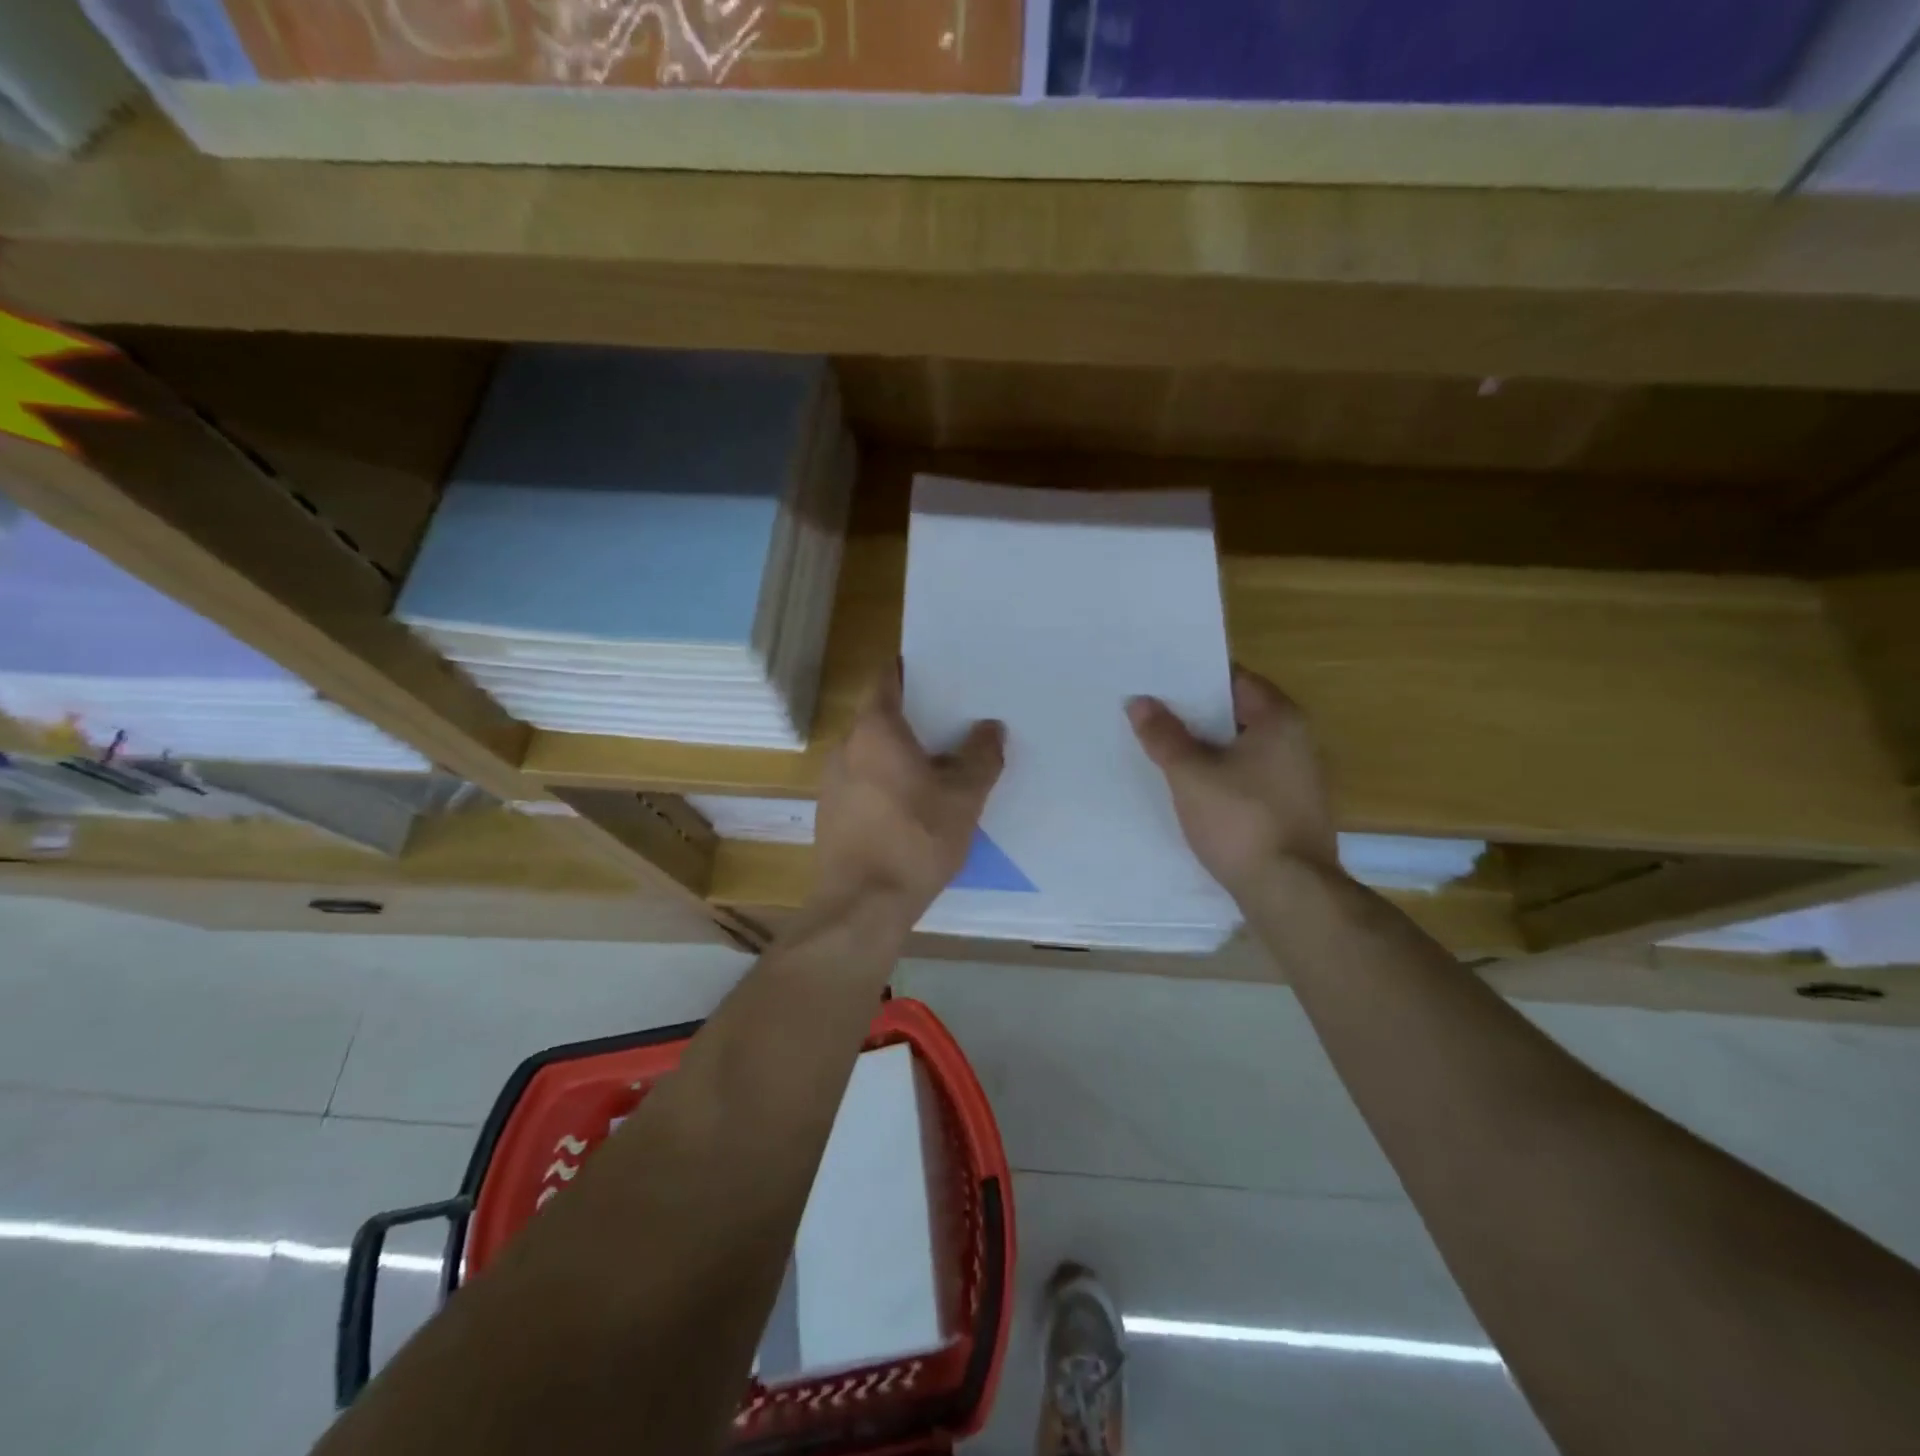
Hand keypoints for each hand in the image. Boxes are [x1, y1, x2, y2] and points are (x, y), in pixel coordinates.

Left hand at [813, 669, 1004, 918]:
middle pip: (881, 716)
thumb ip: (980, 757)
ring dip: (901, 752)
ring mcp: (832, 782)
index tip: (942, 671)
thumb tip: (991, 728)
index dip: (912, 669)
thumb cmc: (915, 840)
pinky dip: (887, 780)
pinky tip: (915, 803)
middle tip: (955, 720)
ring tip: (941, 763)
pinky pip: (863, 781)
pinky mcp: (831, 813)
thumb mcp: (963, 798)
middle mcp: (845, 747)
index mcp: (874, 730)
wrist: (862, 906)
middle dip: (915, 716)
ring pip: (872, 752)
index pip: (887, 678)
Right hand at [1126, 667, 1341, 899]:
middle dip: (1197, 716)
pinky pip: (1251, 777)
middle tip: (1153, 715)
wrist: (1289, 891)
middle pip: (1239, 714)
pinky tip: (1193, 788)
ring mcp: (1300, 778)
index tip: (1160, 683)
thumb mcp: (1190, 775)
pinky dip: (1223, 776)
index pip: (1236, 680)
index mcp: (1281, 720)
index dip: (1196, 679)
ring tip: (1165, 749)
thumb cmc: (1240, 821)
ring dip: (1209, 749)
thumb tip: (1139, 702)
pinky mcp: (1293, 809)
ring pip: (1244, 749)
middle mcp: (1299, 741)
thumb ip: (1164, 736)